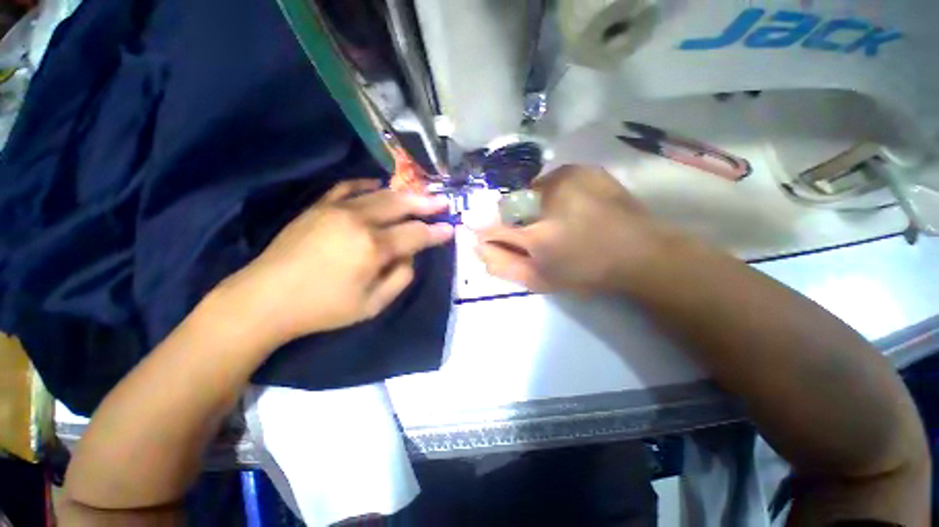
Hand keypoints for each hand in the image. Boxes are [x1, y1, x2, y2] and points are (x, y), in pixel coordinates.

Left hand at [222, 179, 453, 343]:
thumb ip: (400, 278)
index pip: (415, 235)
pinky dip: (367, 185)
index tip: (450, 229)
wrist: (266, 299)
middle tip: (443, 202)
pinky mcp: (319, 206)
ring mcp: (337, 209)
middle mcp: (359, 221)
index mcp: (373, 247)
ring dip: (404, 194)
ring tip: (420, 194)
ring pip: (380, 194)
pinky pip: (348, 187)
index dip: (436, 233)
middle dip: (426, 204)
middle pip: (401, 206)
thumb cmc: (324, 308)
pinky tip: (378, 185)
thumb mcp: (372, 305)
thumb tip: (410, 256)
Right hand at [475, 165, 675, 291]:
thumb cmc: (586, 273)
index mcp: (539, 236)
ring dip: (533, 206)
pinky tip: (568, 207)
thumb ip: (503, 265)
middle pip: (509, 205)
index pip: (492, 226)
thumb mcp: (540, 280)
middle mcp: (549, 200)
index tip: (488, 234)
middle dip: (513, 219)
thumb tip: (476, 246)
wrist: (639, 253)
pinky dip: (551, 193)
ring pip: (530, 191)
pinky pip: (550, 181)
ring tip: (555, 220)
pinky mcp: (583, 169)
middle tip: (533, 232)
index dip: (486, 229)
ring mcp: (568, 179)